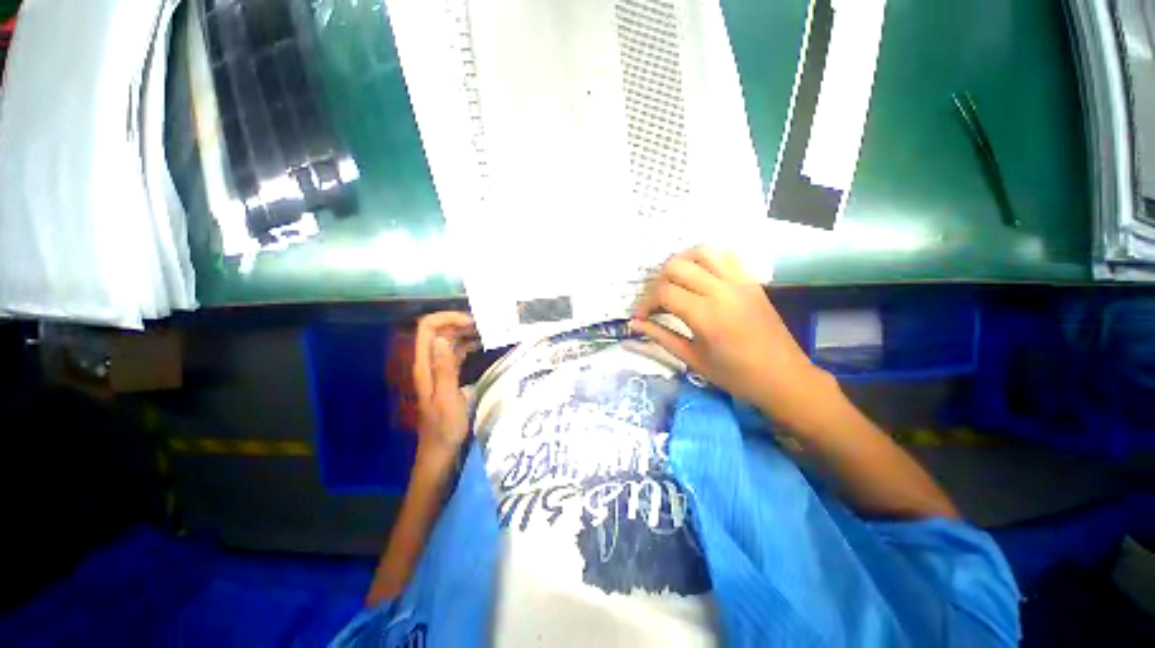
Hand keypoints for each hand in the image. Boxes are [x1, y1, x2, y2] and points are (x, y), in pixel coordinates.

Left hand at [412, 312, 478, 455]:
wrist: (442, 450)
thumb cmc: (445, 427)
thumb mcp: (447, 397)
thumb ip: (444, 368)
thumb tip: (440, 337)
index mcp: (425, 366)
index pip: (427, 329)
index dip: (446, 318)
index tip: (470, 321)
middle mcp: (429, 363)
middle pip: (439, 331)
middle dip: (459, 323)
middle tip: (485, 325)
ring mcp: (439, 369)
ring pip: (449, 341)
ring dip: (466, 333)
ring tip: (488, 332)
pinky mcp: (449, 376)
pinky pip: (457, 353)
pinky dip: (469, 346)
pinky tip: (483, 346)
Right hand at [630, 246, 830, 424]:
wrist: (784, 377)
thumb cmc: (735, 375)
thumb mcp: (692, 359)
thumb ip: (661, 337)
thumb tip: (635, 325)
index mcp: (705, 315)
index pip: (664, 292)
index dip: (646, 302)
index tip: (641, 316)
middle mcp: (721, 290)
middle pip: (677, 266)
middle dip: (658, 281)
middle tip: (657, 301)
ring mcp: (739, 281)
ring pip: (701, 252)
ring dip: (681, 263)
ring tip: (674, 282)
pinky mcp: (751, 280)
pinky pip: (725, 256)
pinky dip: (705, 259)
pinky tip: (699, 276)